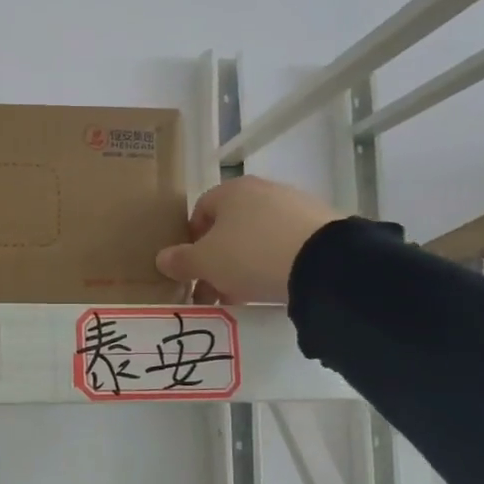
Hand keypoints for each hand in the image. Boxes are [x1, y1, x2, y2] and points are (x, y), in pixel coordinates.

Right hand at [155, 176, 340, 304]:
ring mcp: (295, 205)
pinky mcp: (320, 225)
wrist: (321, 262)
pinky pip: (285, 244)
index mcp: (231, 190)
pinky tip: (273, 286)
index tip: (192, 268)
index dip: (191, 240)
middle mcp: (263, 190)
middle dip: (218, 257)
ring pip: (257, 236)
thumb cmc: (250, 254)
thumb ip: (181, 261)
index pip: (200, 210)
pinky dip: (274, 263)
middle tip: (214, 288)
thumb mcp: (205, 263)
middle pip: (230, 225)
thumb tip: (162, 258)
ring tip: (243, 294)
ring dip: (244, 263)